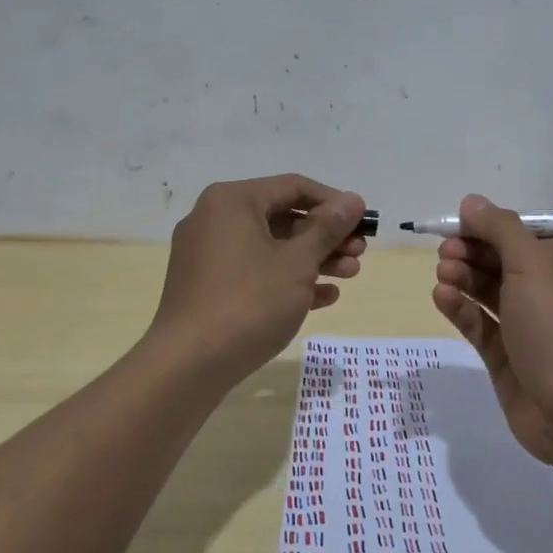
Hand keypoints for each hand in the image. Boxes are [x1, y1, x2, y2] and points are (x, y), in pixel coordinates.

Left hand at [151, 175, 367, 382]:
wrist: (189, 365)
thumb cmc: (249, 302)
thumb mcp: (297, 262)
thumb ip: (328, 228)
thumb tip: (354, 200)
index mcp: (232, 201)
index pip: (293, 187)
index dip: (334, 203)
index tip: (363, 222)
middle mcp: (215, 219)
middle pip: (283, 217)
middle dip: (326, 236)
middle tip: (360, 253)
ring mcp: (208, 255)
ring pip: (271, 247)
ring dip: (313, 259)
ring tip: (350, 275)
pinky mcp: (208, 286)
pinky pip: (255, 272)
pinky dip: (287, 280)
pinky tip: (323, 297)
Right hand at [431, 194, 552, 462]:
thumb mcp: (533, 265)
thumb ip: (500, 229)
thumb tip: (471, 201)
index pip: (524, 235)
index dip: (490, 228)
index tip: (457, 225)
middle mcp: (552, 292)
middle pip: (504, 261)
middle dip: (472, 253)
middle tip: (444, 252)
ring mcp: (529, 327)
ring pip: (489, 292)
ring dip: (464, 278)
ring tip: (442, 273)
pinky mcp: (508, 357)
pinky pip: (481, 324)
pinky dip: (461, 309)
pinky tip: (441, 297)